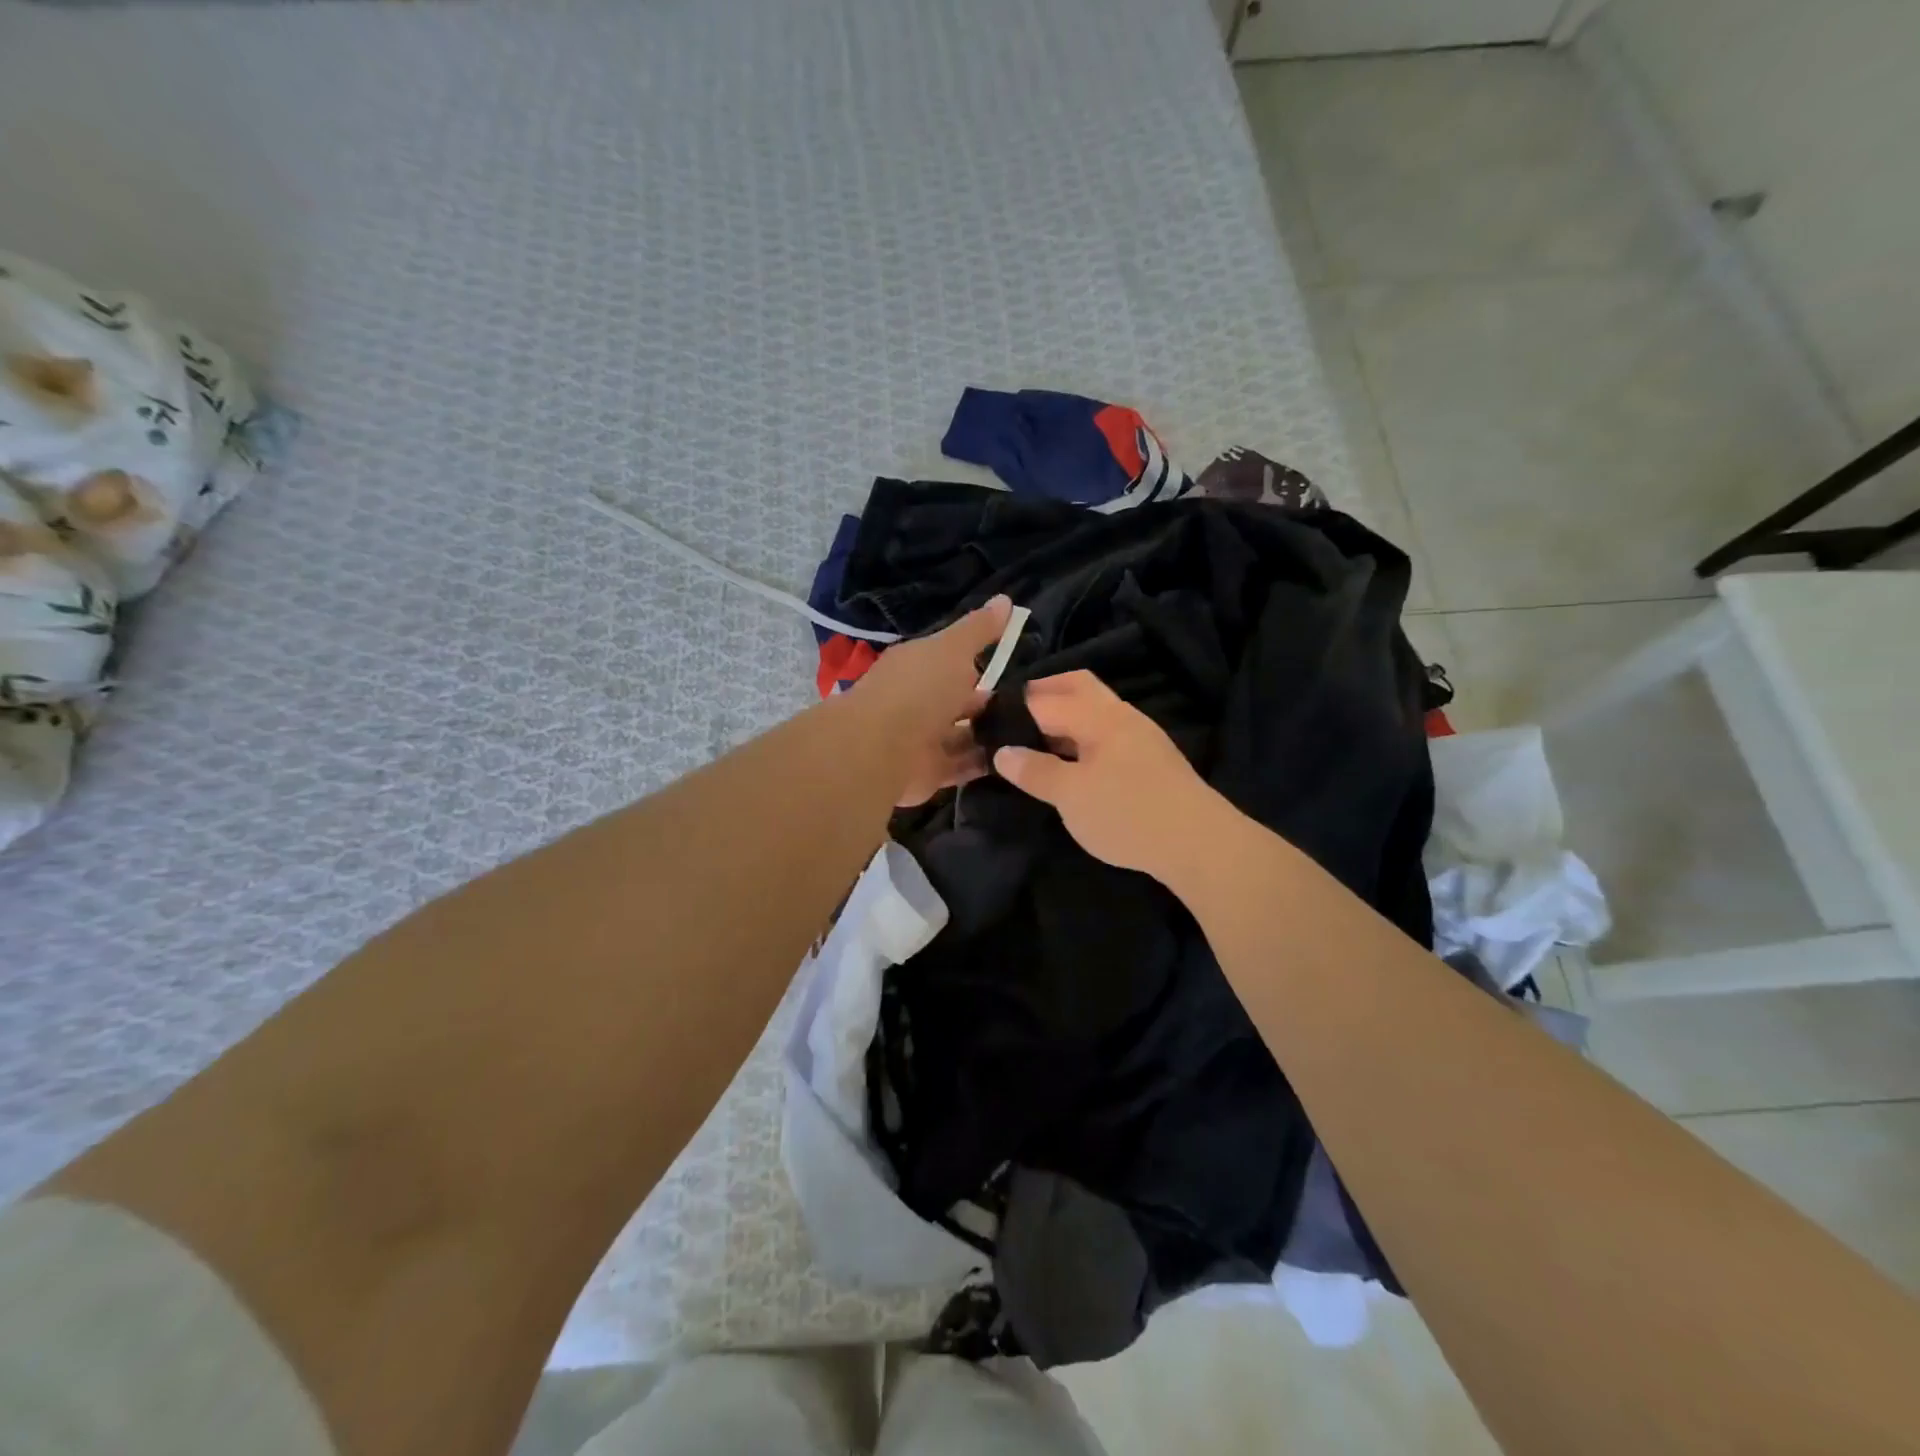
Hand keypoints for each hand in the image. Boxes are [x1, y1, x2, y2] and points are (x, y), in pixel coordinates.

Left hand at [852, 595, 1013, 806]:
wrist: (882, 748)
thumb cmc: (919, 689)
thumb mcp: (953, 649)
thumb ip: (979, 629)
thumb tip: (1006, 599)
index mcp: (917, 666)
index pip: (951, 661)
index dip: (979, 662)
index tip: (1016, 666)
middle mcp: (917, 702)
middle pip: (958, 701)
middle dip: (989, 703)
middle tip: (1034, 706)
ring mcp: (922, 740)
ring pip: (963, 735)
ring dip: (990, 735)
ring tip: (1034, 734)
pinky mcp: (929, 773)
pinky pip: (963, 766)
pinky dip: (985, 763)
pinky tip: (1017, 760)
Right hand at [992, 670, 1224, 878]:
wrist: (1199, 844)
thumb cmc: (1127, 814)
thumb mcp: (1070, 796)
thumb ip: (1035, 770)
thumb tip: (1002, 752)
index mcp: (1098, 715)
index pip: (1046, 697)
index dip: (1015, 705)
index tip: (988, 718)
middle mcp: (1121, 715)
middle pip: (1077, 687)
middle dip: (1043, 695)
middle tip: (1014, 719)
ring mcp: (1140, 735)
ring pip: (1095, 709)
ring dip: (1065, 716)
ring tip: (1037, 741)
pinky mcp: (1151, 759)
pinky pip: (1107, 732)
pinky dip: (1083, 735)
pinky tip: (1073, 761)